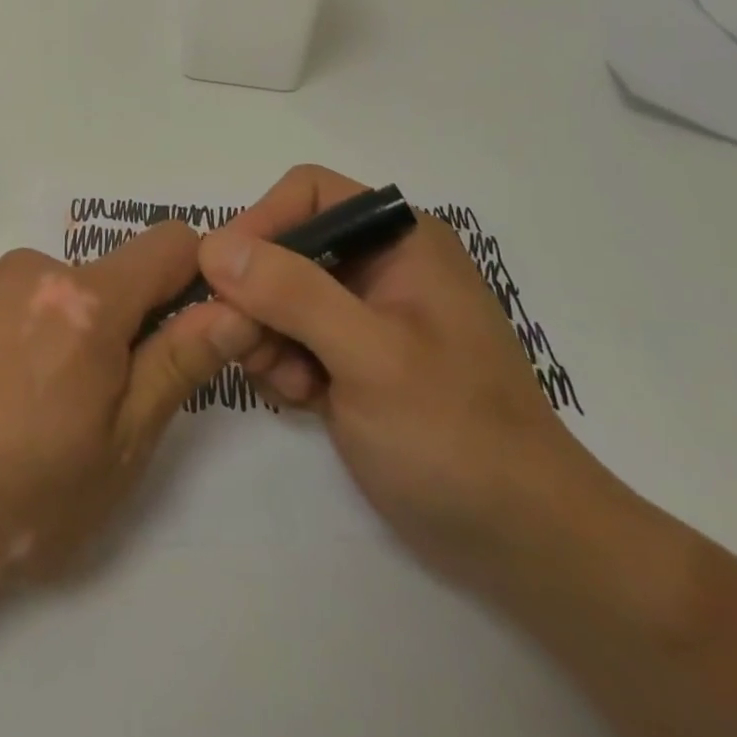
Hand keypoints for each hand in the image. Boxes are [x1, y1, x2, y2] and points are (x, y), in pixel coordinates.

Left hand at [0, 222, 247, 600]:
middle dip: (128, 321)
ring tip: (43, 401)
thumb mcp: (121, 445)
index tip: (190, 328)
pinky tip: (3, 388)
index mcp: (88, 300)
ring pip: (68, 287)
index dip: (195, 276)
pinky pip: (24, 294)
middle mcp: (39, 266)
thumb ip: (180, 363)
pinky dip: (34, 326)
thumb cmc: (22, 493)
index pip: (170, 243)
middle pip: (115, 273)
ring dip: (76, 326)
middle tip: (103, 399)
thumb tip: (236, 308)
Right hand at [194, 165, 618, 599]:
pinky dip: (282, 364)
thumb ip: (292, 293)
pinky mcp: (353, 356)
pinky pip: (290, 336)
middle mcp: (379, 263)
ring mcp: (365, 312)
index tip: (220, 278)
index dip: (260, 224)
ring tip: (290, 386)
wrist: (522, 542)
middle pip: (285, 245)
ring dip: (266, 336)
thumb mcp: (371, 357)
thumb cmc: (455, 435)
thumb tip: (213, 246)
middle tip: (247, 346)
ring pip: (278, 294)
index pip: (307, 194)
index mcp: (398, 239)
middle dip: (258, 295)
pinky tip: (304, 401)